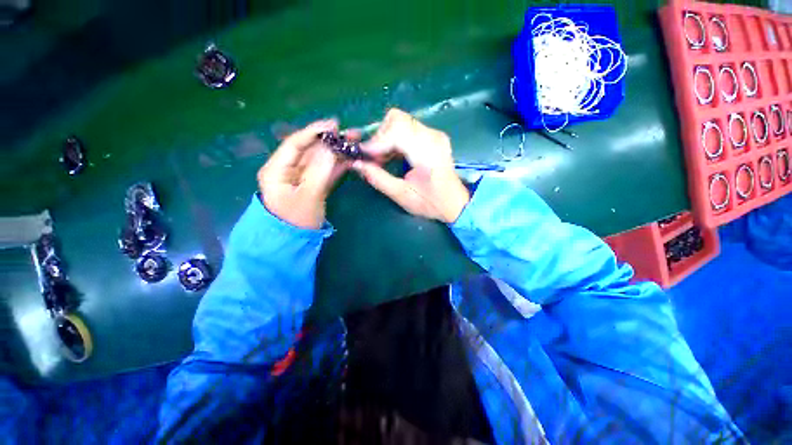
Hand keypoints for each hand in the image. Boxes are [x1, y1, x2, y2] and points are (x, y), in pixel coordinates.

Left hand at [257, 119, 351, 229]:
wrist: (294, 242)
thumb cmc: (297, 220)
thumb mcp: (309, 195)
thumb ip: (321, 170)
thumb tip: (332, 148)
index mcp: (277, 169)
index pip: (295, 143)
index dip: (315, 132)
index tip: (335, 125)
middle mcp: (288, 169)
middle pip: (311, 150)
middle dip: (331, 141)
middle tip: (351, 133)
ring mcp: (302, 177)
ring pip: (320, 160)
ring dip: (337, 152)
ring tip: (355, 143)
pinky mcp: (313, 185)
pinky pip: (325, 171)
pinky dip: (338, 165)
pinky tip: (350, 158)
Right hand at [353, 109, 469, 223]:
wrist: (455, 203)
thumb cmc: (431, 203)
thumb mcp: (402, 195)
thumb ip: (378, 178)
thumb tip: (356, 164)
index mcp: (427, 152)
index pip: (397, 130)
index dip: (376, 141)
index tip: (363, 155)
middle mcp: (432, 136)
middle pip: (396, 119)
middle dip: (379, 137)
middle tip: (373, 158)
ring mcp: (434, 134)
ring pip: (400, 121)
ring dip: (385, 137)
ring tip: (381, 159)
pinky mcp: (432, 136)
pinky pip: (406, 128)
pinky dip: (394, 139)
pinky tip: (391, 156)